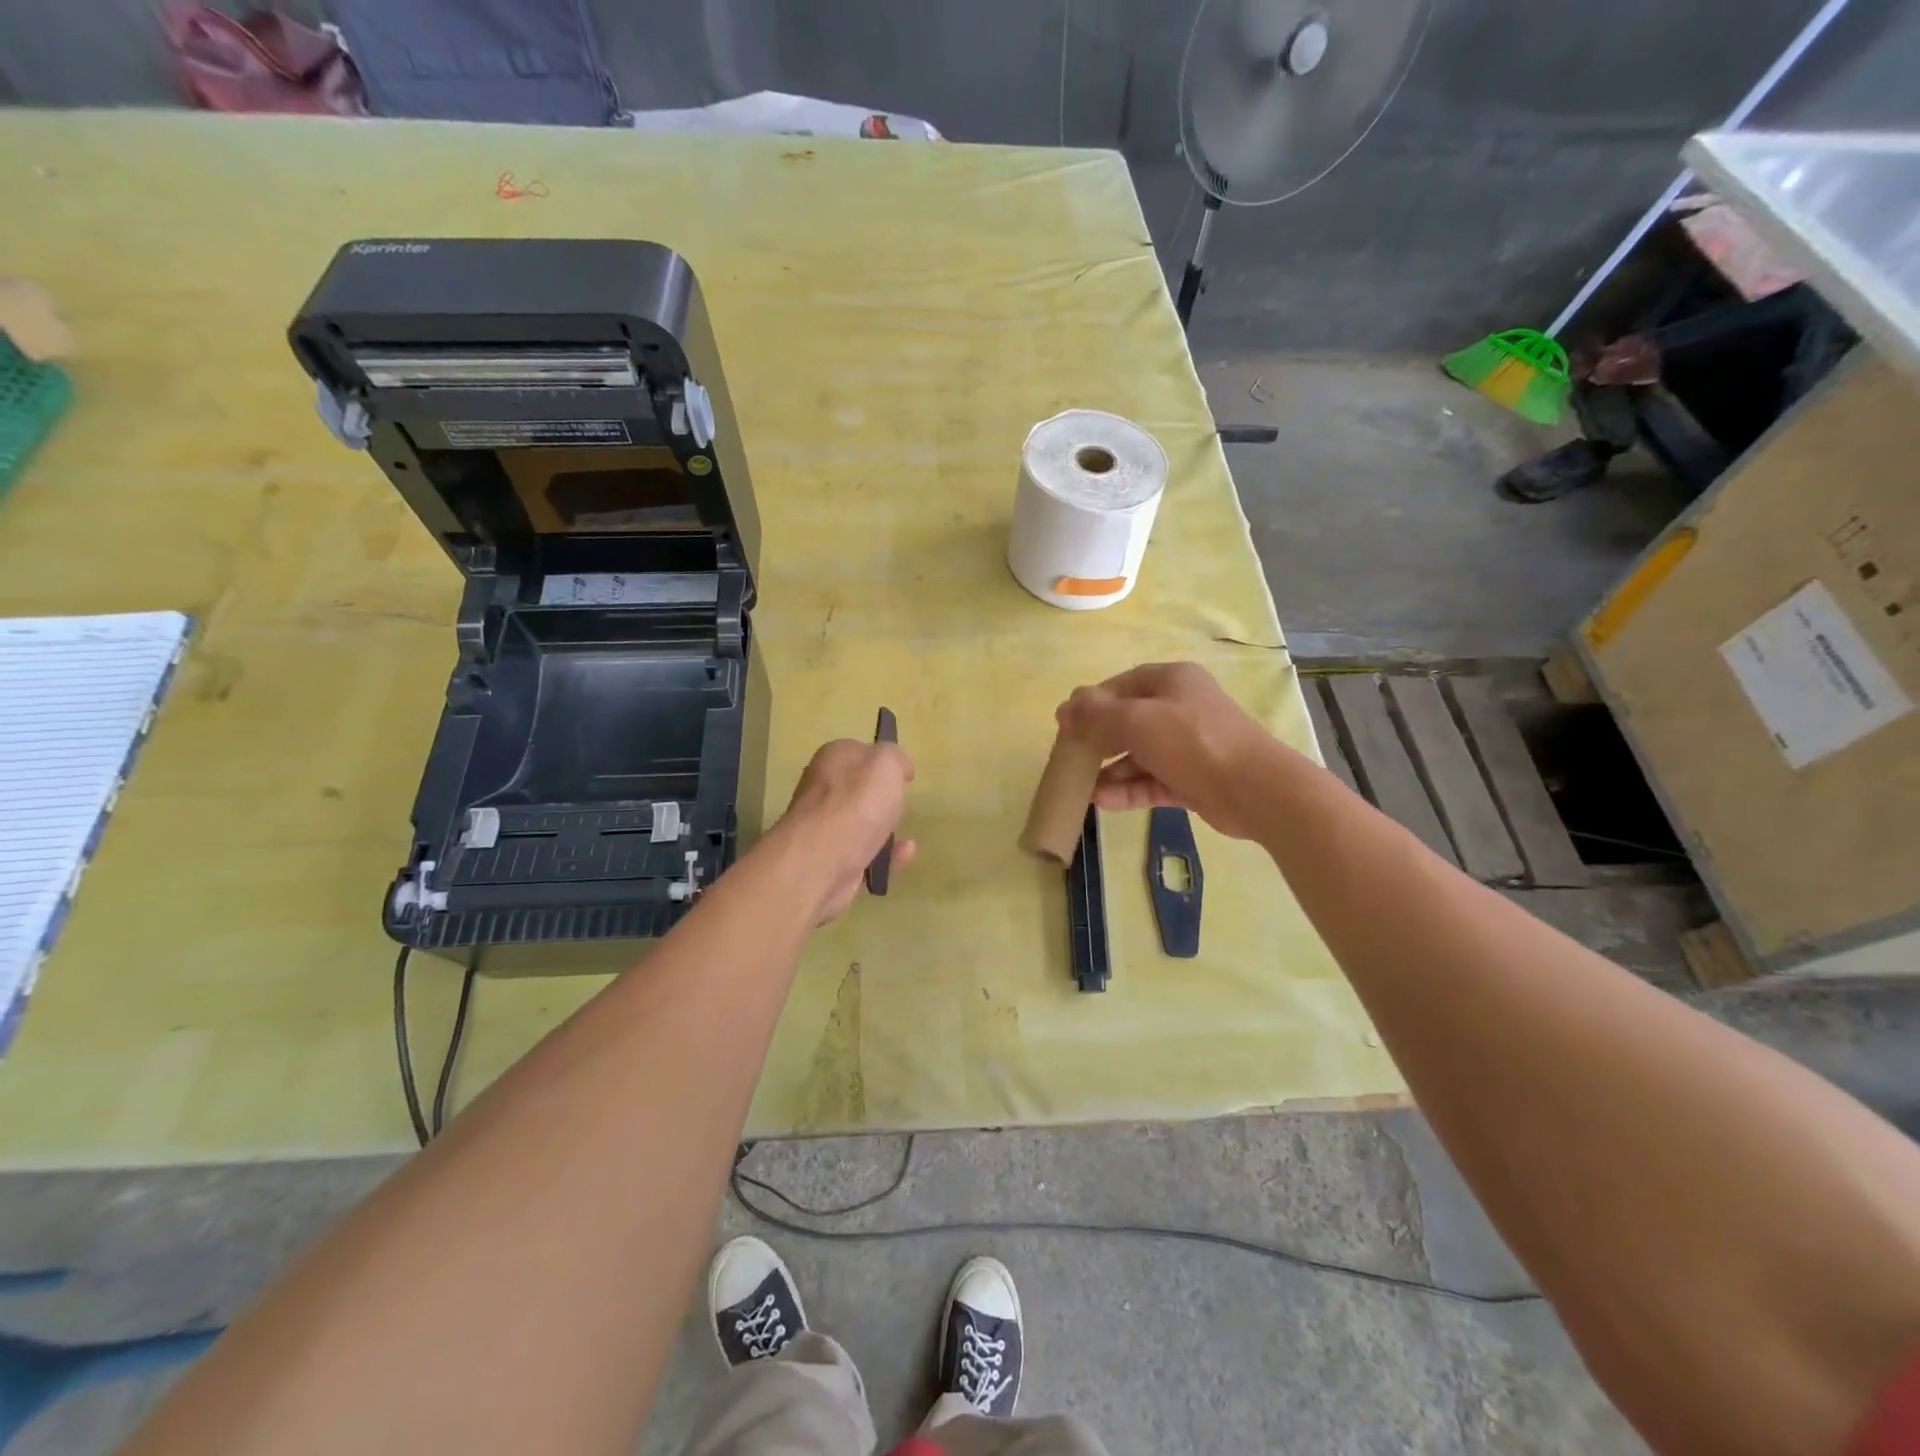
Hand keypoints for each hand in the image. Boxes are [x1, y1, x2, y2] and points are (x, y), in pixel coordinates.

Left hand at [775, 738, 915, 922]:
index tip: (906, 777)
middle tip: (902, 804)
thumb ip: (896, 758)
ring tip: (905, 832)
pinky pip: (866, 853)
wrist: (821, 862)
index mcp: (833, 758)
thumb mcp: (887, 763)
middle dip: (883, 797)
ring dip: (885, 827)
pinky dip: (886, 853)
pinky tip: (904, 853)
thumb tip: (899, 768)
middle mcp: (823, 789)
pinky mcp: (832, 860)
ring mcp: (825, 827)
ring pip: (862, 822)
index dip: (885, 763)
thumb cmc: (856, 804)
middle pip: (861, 789)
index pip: (862, 752)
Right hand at [1055, 662, 1287, 840]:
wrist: (1255, 789)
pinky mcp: (1193, 780)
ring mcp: (1189, 747)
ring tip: (1085, 788)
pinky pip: (1153, 781)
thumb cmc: (1193, 741)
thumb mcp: (1137, 720)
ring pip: (1140, 755)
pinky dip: (1129, 790)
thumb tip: (1064, 710)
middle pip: (1129, 721)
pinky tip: (1104, 802)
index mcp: (1172, 681)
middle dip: (1099, 740)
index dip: (1092, 702)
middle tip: (1072, 758)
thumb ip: (1096, 715)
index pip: (1123, 685)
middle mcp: (1181, 709)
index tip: (1067, 724)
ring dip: (1111, 771)